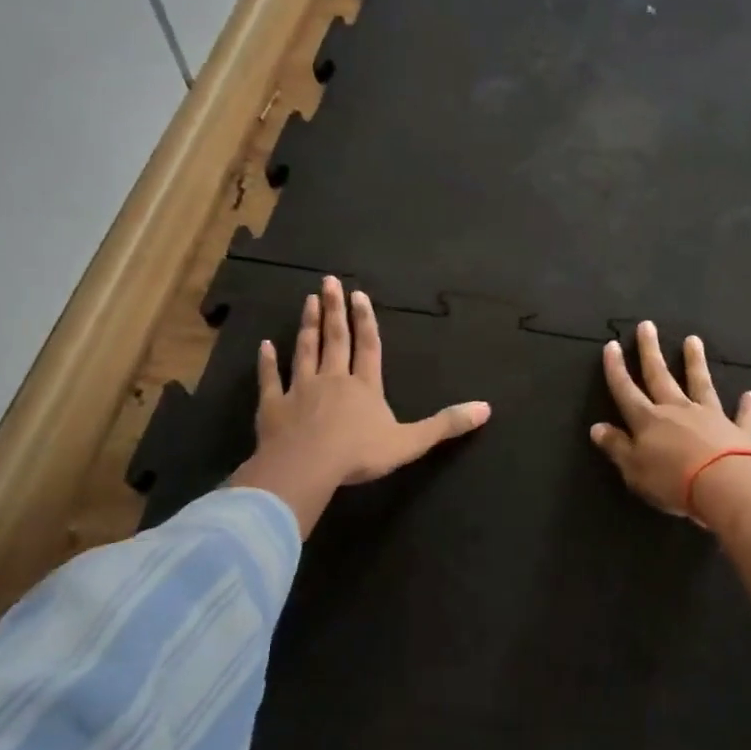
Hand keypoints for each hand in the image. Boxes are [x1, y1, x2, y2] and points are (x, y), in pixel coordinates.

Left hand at [228, 277, 489, 535]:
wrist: (306, 468)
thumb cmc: (359, 454)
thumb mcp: (411, 442)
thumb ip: (445, 424)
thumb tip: (486, 408)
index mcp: (365, 386)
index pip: (368, 347)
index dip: (366, 321)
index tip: (359, 295)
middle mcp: (333, 380)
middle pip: (335, 339)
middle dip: (334, 310)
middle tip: (328, 281)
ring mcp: (300, 390)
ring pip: (305, 351)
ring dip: (307, 326)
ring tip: (307, 301)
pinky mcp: (273, 407)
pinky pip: (270, 380)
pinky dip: (267, 363)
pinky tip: (265, 346)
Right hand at [590, 320, 750, 524]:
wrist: (726, 486)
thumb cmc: (673, 481)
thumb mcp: (634, 469)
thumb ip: (616, 447)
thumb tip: (597, 427)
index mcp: (648, 420)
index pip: (626, 390)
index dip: (616, 369)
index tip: (611, 345)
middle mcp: (677, 410)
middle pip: (660, 376)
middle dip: (650, 351)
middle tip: (647, 325)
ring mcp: (710, 417)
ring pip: (700, 384)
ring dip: (695, 362)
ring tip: (693, 340)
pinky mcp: (738, 432)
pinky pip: (741, 416)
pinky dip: (745, 406)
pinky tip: (750, 395)